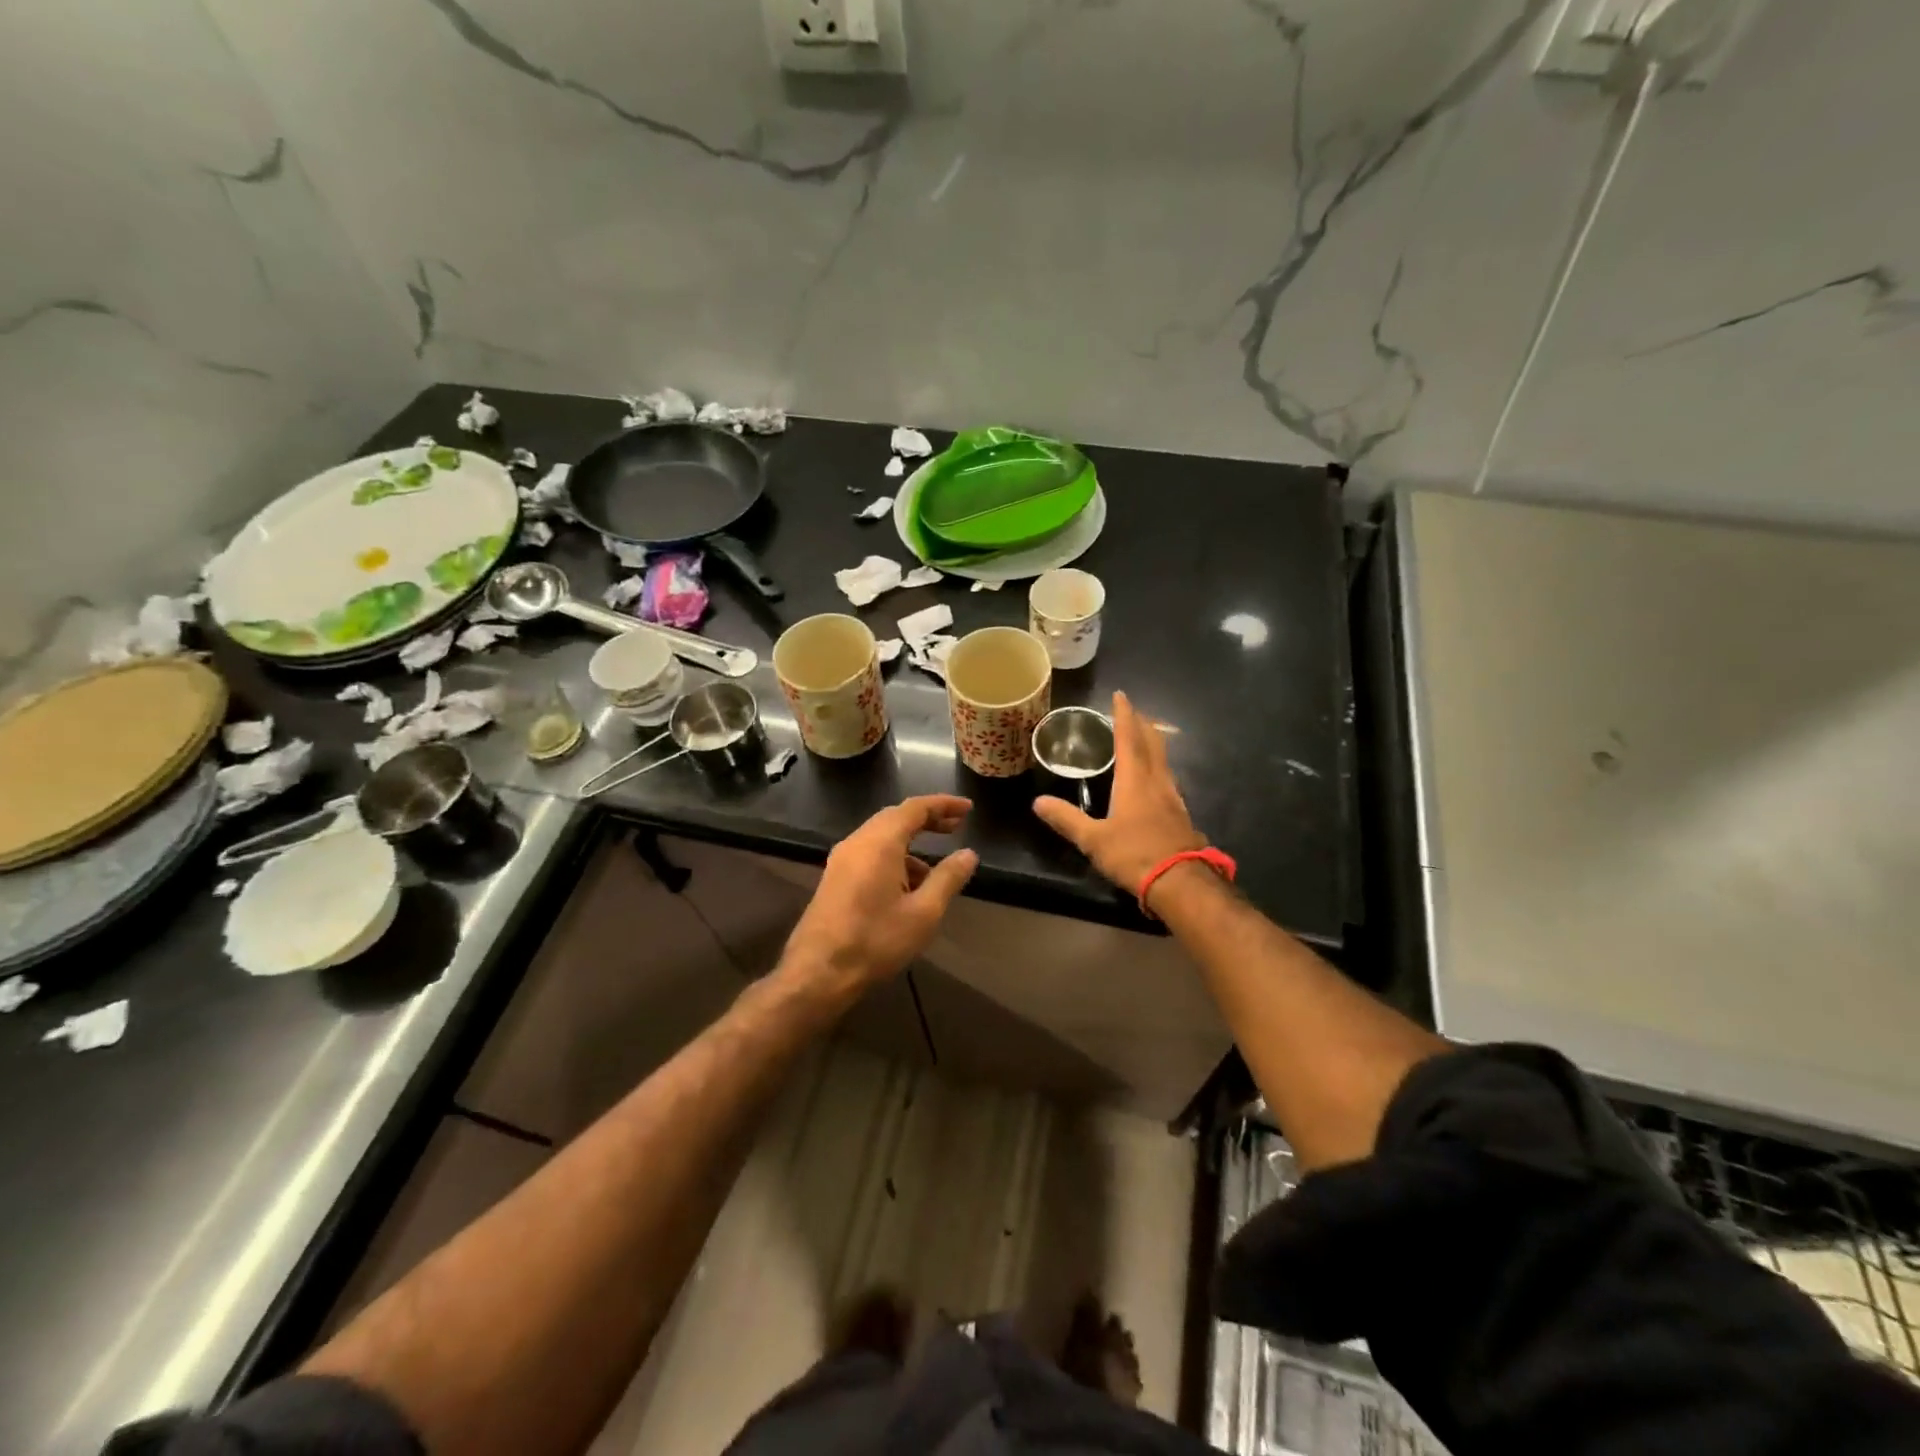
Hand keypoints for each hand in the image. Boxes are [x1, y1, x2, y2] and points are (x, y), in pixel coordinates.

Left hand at [782, 795, 978, 997]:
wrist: (818, 973)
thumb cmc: (875, 941)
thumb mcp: (923, 913)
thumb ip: (948, 878)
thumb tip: (968, 853)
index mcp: (880, 842)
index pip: (915, 808)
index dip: (943, 804)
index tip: (968, 809)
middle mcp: (857, 842)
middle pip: (896, 817)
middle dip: (927, 820)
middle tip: (956, 827)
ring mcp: (841, 859)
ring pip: (881, 837)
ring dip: (910, 843)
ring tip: (935, 869)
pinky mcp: (834, 878)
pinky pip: (869, 854)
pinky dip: (893, 857)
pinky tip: (907, 888)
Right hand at [1033, 691, 1205, 898]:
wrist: (1181, 883)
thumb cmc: (1134, 855)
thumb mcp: (1093, 839)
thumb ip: (1066, 819)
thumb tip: (1038, 802)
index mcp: (1134, 780)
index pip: (1129, 738)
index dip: (1123, 715)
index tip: (1120, 695)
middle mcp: (1157, 781)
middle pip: (1153, 743)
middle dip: (1142, 724)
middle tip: (1132, 712)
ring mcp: (1173, 797)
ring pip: (1163, 760)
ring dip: (1153, 744)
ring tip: (1142, 740)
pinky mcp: (1181, 814)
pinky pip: (1168, 779)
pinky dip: (1158, 768)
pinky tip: (1154, 780)